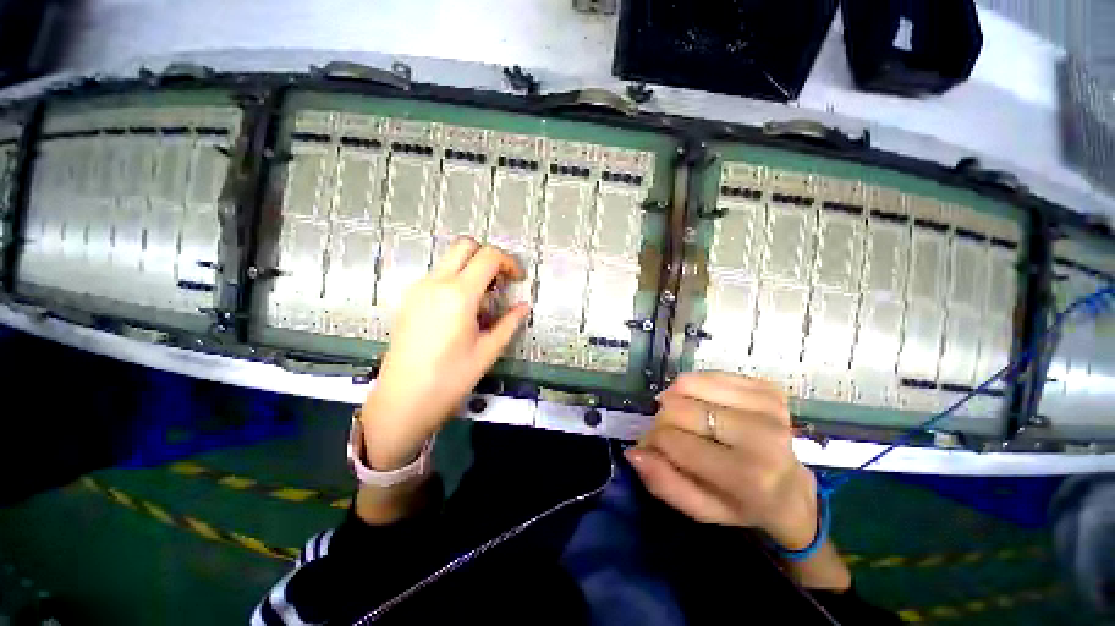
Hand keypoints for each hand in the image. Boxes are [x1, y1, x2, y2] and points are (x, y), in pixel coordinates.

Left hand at [361, 237, 529, 469]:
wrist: (403, 399)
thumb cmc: (450, 378)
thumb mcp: (488, 351)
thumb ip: (509, 323)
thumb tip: (524, 306)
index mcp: (459, 295)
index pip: (488, 257)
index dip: (509, 262)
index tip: (518, 279)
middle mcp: (436, 283)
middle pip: (465, 245)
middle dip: (489, 256)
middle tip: (501, 280)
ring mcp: (419, 288)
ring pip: (450, 258)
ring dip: (472, 267)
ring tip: (484, 298)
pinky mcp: (410, 298)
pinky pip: (438, 274)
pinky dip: (456, 278)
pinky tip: (463, 307)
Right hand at [625, 372, 817, 549]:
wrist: (792, 488)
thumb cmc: (743, 503)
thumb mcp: (703, 509)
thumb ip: (665, 484)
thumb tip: (634, 452)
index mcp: (747, 476)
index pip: (673, 440)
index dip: (653, 440)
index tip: (654, 446)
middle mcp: (761, 435)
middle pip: (679, 408)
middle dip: (662, 419)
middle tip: (669, 430)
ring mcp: (766, 406)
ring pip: (689, 384)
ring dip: (676, 398)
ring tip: (685, 414)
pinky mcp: (766, 387)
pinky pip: (708, 373)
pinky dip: (695, 387)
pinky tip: (703, 403)